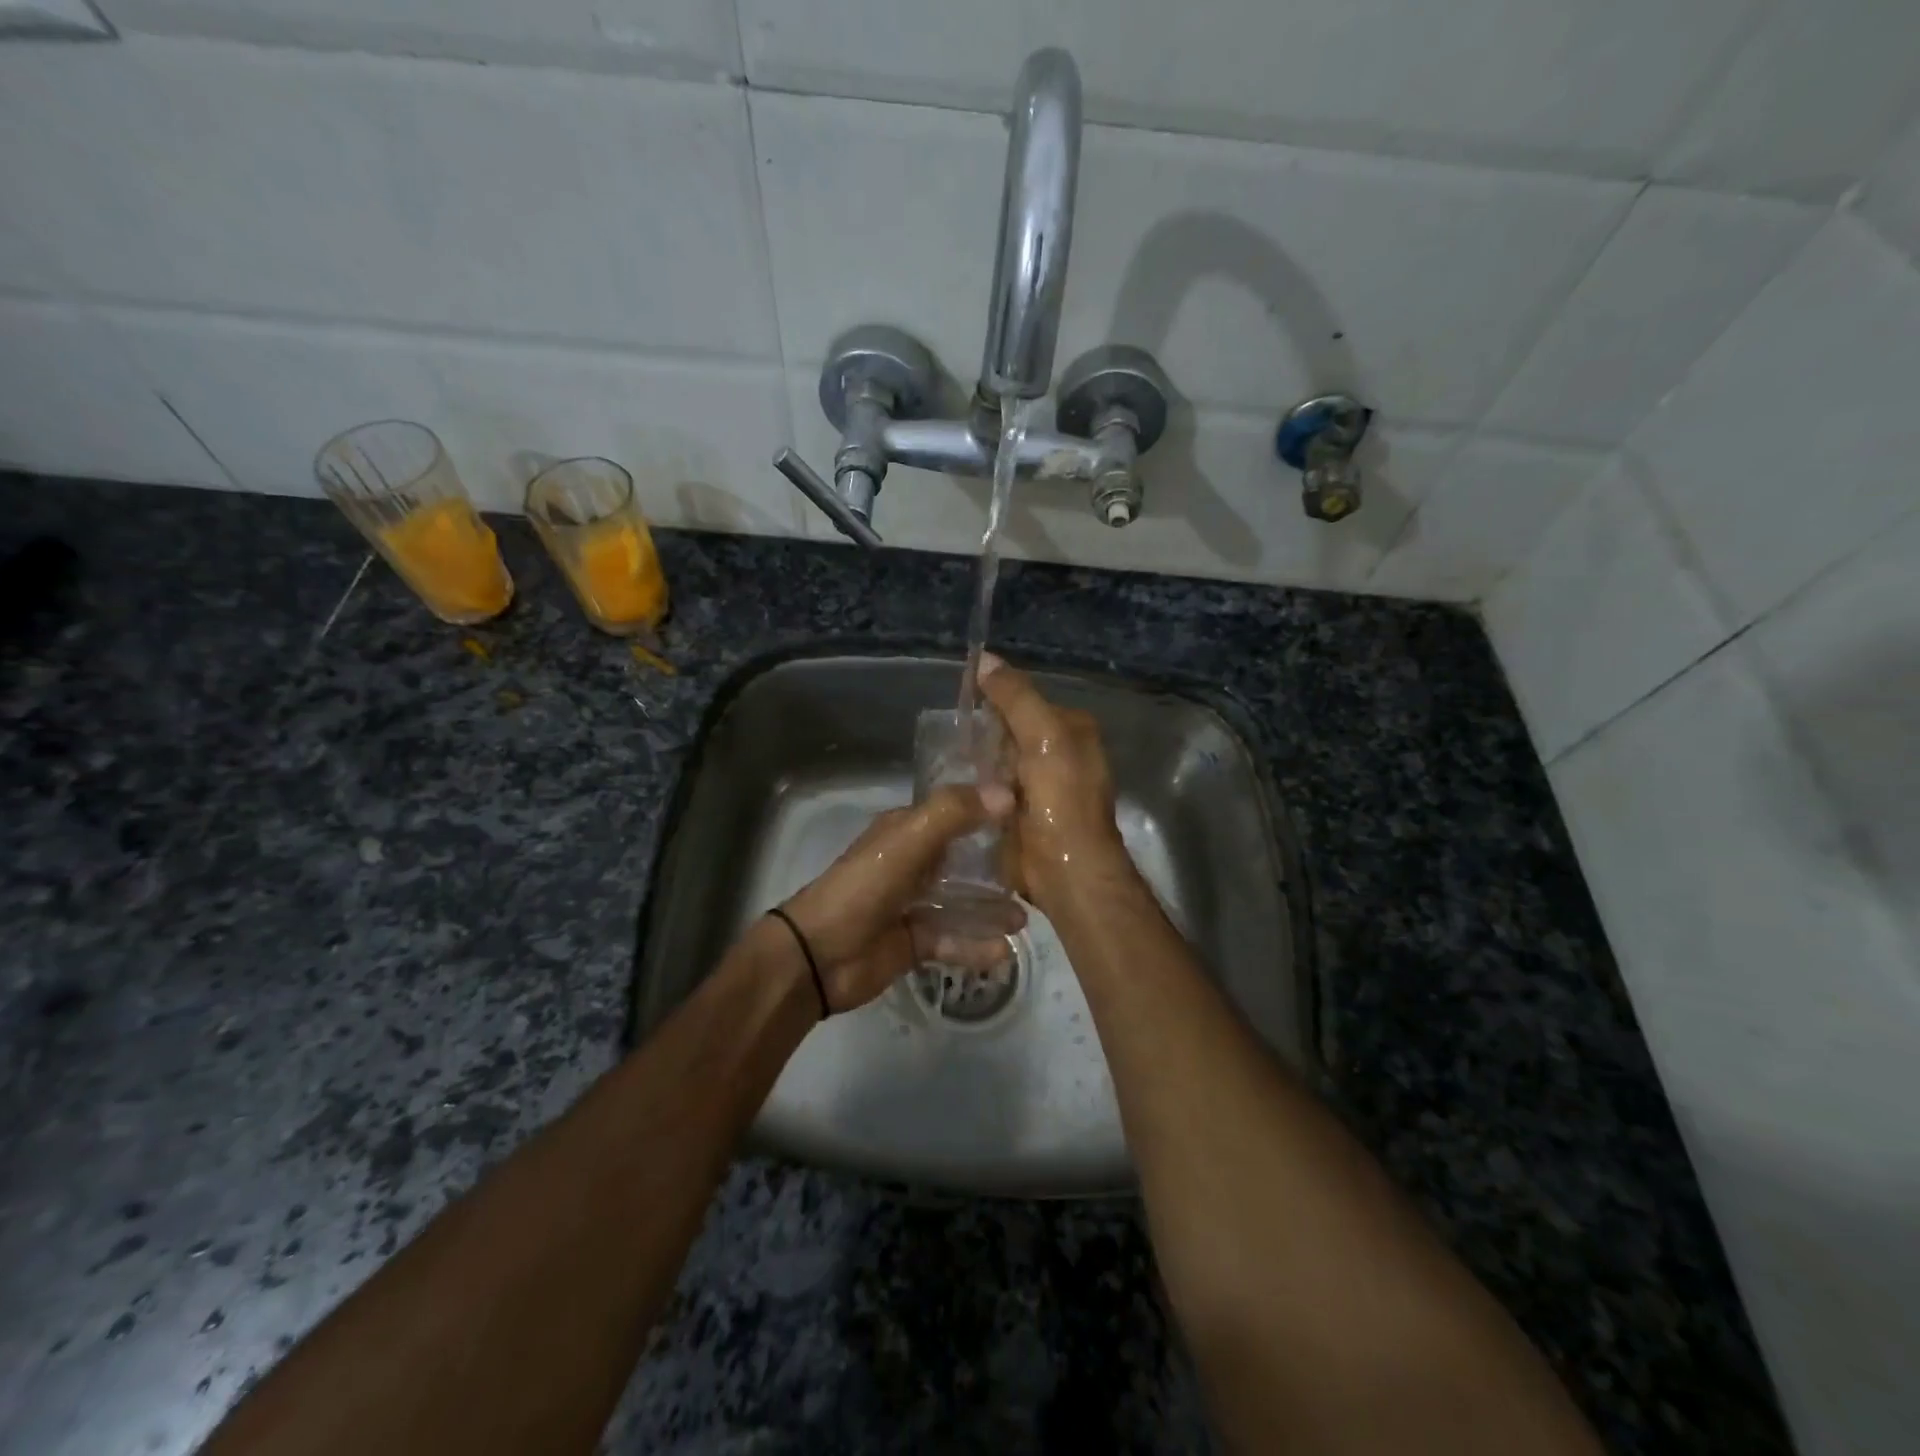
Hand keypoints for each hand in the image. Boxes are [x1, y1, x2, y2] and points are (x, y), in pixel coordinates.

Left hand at [778, 784, 1022, 1011]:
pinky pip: (953, 940)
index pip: (956, 812)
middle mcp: (914, 863)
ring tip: (1027, 915)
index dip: (990, 809)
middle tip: (1039, 870)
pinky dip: (976, 945)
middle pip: (964, 859)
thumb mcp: (908, 840)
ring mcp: (914, 904)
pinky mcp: (915, 942)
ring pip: (962, 902)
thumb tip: (1007, 793)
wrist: (819, 955)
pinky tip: (1005, 950)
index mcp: (907, 831)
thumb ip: (954, 813)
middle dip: (999, 864)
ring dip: (992, 908)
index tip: (1033, 812)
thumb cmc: (864, 887)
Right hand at [975, 652, 1132, 914]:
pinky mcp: (1019, 814)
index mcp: (1072, 731)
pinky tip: (954, 787)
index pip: (1026, 702)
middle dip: (982, 734)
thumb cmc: (1061, 797)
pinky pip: (990, 791)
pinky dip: (975, 789)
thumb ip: (1015, 697)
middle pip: (1008, 732)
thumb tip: (984, 658)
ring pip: (996, 763)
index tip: (963, 700)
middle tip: (949, 736)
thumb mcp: (1043, 735)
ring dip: (975, 764)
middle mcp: (1058, 755)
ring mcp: (1038, 788)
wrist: (1064, 868)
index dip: (996, 699)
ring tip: (944, 759)